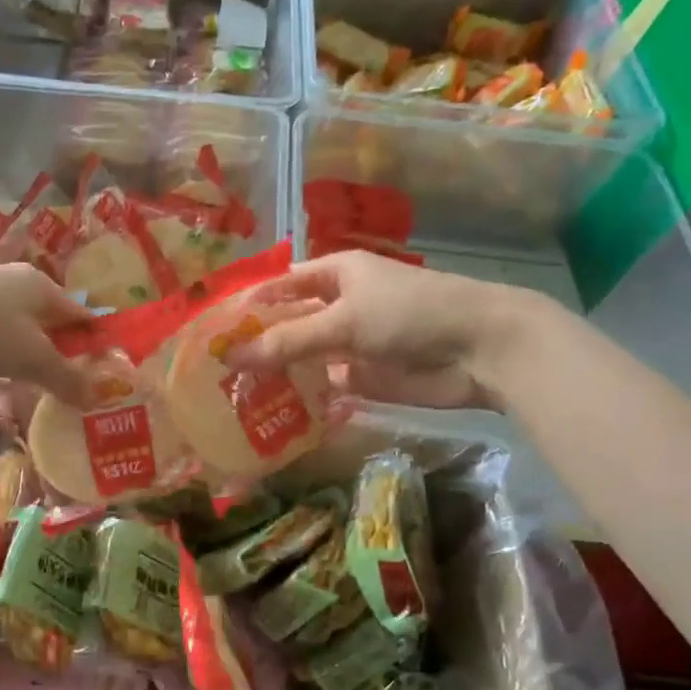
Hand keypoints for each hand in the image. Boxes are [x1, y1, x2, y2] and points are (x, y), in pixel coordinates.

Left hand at [0, 263, 91, 403]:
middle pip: (44, 330)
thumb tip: (95, 398)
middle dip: (58, 362)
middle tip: (75, 394)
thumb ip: (66, 379)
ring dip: (24, 374)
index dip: (94, 342)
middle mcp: (10, 292)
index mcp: (38, 287)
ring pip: (10, 346)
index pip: (78, 313)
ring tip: (41, 405)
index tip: (107, 373)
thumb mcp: (34, 358)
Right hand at [225, 252, 552, 410]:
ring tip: (232, 397)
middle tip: (214, 371)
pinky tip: (270, 415)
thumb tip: (232, 356)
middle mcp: (339, 306)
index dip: (248, 305)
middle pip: (288, 325)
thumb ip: (288, 341)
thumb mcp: (343, 320)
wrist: (479, 349)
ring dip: (275, 376)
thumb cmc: (410, 314)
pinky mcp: (363, 378)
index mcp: (334, 274)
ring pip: (303, 359)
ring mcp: (350, 344)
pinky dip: (302, 399)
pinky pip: (323, 387)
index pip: (280, 287)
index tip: (212, 331)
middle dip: (257, 345)